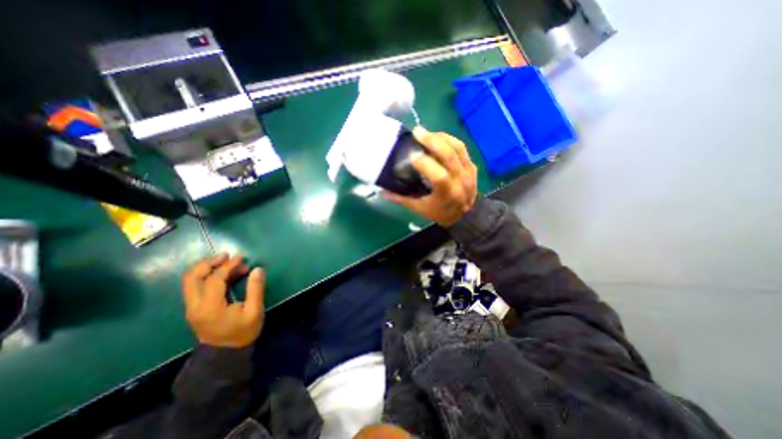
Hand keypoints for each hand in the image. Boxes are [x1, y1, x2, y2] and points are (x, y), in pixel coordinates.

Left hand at [182, 253, 267, 349]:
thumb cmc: (242, 332)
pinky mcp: (194, 307)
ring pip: (190, 280)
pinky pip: (196, 286)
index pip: (214, 279)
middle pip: (192, 276)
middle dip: (209, 262)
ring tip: (228, 263)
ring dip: (207, 268)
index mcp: (210, 307)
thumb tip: (258, 269)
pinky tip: (225, 274)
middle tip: (227, 256)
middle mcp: (195, 305)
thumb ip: (255, 289)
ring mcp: (192, 307)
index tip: (242, 258)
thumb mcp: (254, 311)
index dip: (228, 266)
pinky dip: (208, 275)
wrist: (224, 355)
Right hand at [384, 126, 476, 225]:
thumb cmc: (440, 212)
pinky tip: (437, 137)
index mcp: (447, 194)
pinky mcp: (472, 166)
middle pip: (450, 156)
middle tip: (417, 132)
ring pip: (457, 148)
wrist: (466, 215)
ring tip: (426, 132)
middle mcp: (460, 181)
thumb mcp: (420, 209)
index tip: (411, 155)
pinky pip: (462, 148)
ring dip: (441, 137)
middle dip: (432, 141)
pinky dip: (449, 140)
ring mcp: (468, 171)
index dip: (425, 164)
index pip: (439, 176)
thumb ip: (402, 199)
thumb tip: (382, 191)